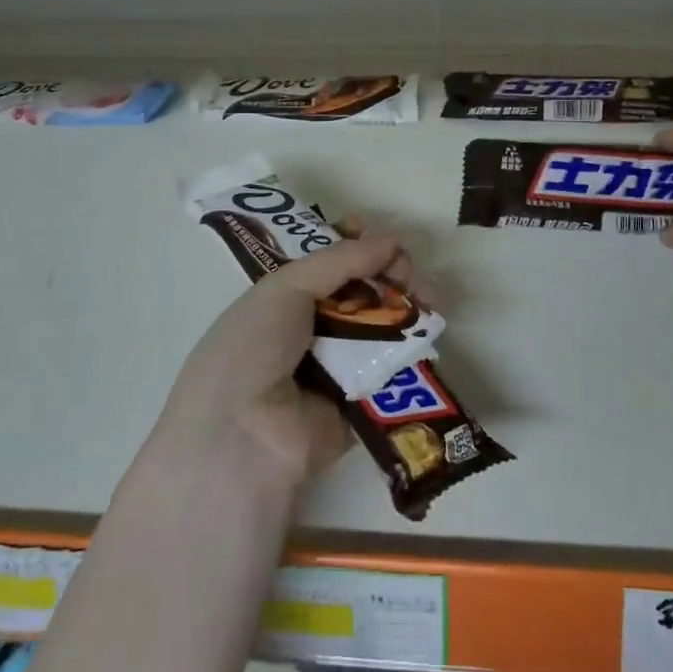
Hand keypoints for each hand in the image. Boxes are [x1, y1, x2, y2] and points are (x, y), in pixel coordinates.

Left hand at [144, 235, 413, 491]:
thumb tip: (393, 241)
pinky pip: (393, 367)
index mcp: (284, 300)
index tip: (379, 236)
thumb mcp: (285, 289)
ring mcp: (339, 365)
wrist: (243, 435)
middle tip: (406, 270)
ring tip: (427, 298)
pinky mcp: (363, 400)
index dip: (354, 245)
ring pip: (383, 325)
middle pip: (362, 290)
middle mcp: (312, 329)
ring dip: (407, 306)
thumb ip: (341, 260)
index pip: (327, 264)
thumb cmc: (253, 348)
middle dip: (388, 273)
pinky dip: (413, 348)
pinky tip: (429, 329)